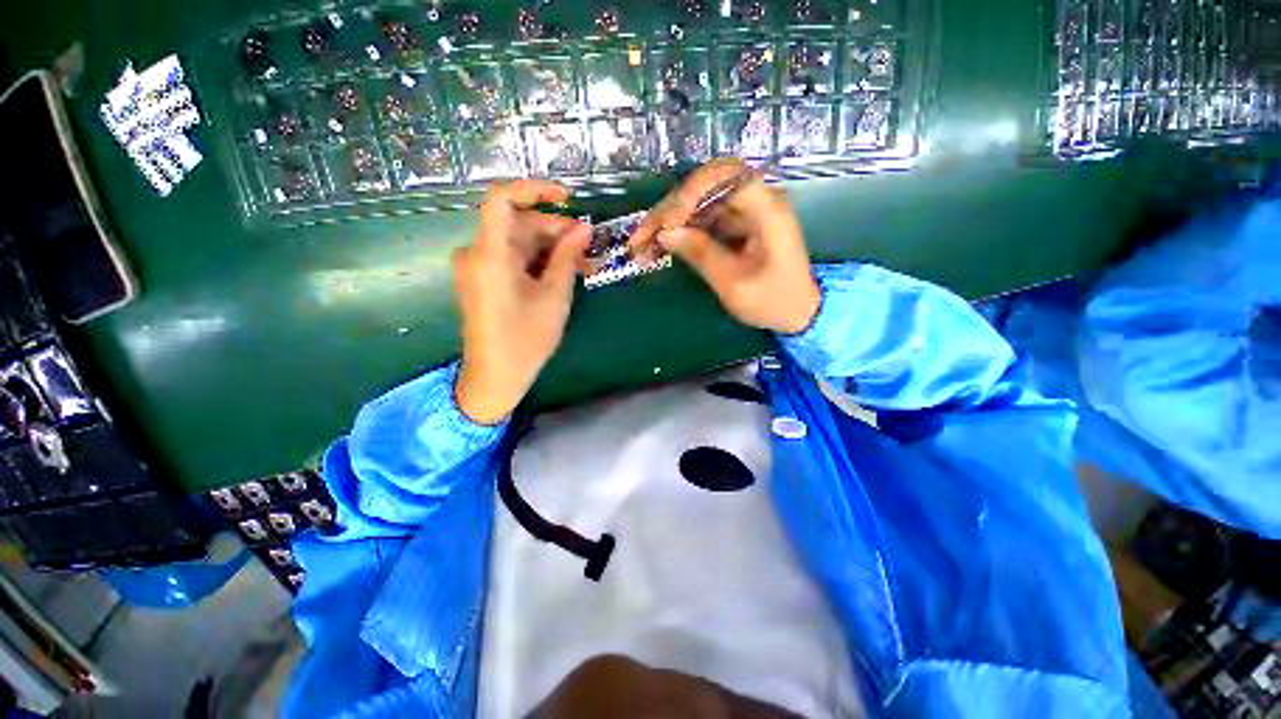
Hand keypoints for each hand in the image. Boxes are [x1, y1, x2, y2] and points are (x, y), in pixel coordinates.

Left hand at [454, 180, 589, 424]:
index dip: (534, 190)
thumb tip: (584, 228)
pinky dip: (537, 261)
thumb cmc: (526, 339)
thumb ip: (567, 257)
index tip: (567, 197)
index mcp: (489, 255)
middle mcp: (476, 253)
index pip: (502, 200)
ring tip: (583, 264)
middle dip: (555, 230)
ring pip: (518, 242)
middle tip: (588, 247)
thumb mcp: (554, 296)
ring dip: (550, 248)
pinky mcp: (483, 279)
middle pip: (517, 224)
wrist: (495, 376)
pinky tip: (562, 272)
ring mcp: (477, 267)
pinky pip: (512, 258)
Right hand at [628, 159, 820, 334]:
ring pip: (697, 205)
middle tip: (639, 238)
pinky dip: (680, 233)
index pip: (724, 176)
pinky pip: (702, 221)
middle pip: (704, 189)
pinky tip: (659, 247)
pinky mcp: (736, 226)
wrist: (798, 312)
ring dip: (668, 223)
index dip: (690, 192)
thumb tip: (665, 234)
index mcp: (766, 210)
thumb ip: (701, 254)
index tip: (667, 224)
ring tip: (641, 247)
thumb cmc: (773, 301)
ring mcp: (744, 214)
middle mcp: (755, 202)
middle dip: (668, 211)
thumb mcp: (734, 283)